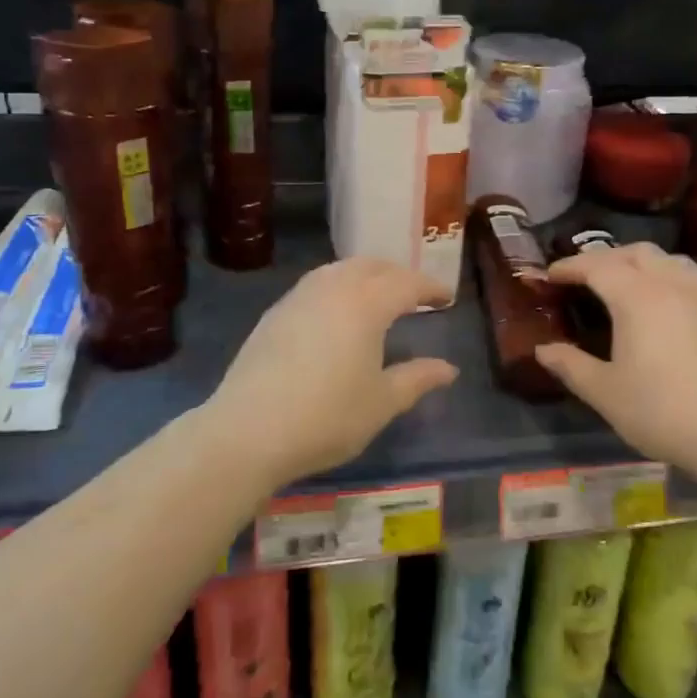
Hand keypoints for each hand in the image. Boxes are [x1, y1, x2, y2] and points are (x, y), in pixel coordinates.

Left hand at [208, 258, 456, 487]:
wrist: (248, 432)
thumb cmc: (327, 417)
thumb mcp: (382, 402)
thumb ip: (417, 379)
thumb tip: (448, 369)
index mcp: (367, 304)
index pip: (407, 283)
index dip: (430, 288)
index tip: (446, 297)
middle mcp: (333, 288)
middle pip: (372, 266)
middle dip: (398, 274)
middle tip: (415, 294)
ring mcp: (299, 297)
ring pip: (340, 270)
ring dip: (365, 275)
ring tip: (378, 297)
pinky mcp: (275, 313)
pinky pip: (316, 284)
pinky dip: (338, 287)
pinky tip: (337, 313)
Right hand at [537, 242, 696, 477]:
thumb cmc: (662, 411)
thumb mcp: (605, 393)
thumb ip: (570, 365)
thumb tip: (543, 350)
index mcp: (636, 297)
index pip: (597, 266)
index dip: (570, 266)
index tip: (550, 275)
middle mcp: (669, 284)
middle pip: (634, 252)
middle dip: (604, 258)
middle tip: (583, 277)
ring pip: (666, 258)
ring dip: (638, 261)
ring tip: (624, 281)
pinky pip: (688, 276)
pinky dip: (665, 275)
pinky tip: (663, 302)